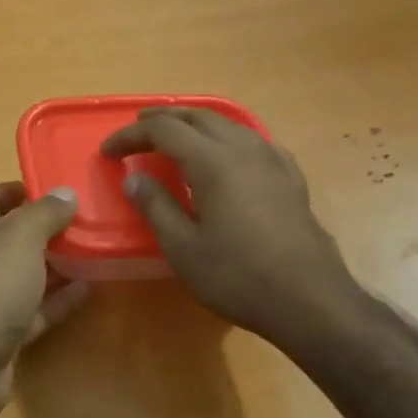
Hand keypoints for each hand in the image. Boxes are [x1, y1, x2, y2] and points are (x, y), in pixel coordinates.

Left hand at [0, 183, 92, 414]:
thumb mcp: (20, 238)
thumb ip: (44, 213)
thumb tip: (64, 192)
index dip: (16, 190)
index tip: (52, 188)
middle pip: (10, 237)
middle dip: (44, 228)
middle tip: (83, 220)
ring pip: (25, 275)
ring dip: (56, 264)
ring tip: (93, 250)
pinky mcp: (3, 333)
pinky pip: (35, 309)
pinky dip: (59, 299)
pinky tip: (89, 289)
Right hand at [101, 107, 362, 345]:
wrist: (309, 300)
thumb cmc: (238, 276)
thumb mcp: (183, 248)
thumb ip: (156, 206)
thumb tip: (134, 179)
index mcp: (212, 162)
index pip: (164, 131)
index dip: (131, 135)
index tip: (108, 152)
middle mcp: (243, 150)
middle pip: (197, 117)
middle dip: (163, 119)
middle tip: (137, 131)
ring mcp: (272, 162)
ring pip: (229, 124)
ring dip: (196, 124)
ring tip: (176, 136)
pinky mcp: (291, 179)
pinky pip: (254, 142)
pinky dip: (229, 138)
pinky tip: (230, 155)